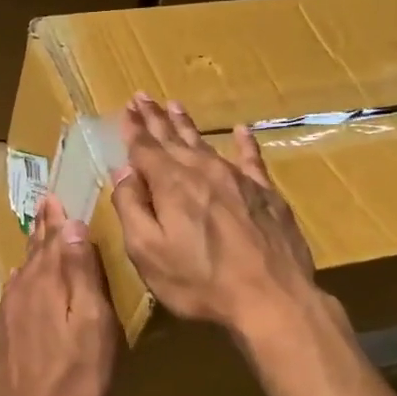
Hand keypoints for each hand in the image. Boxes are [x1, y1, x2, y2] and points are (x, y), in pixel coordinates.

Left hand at [0, 194, 119, 395]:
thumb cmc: (78, 372)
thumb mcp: (94, 320)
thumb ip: (82, 272)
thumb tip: (71, 225)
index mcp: (47, 281)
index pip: (52, 238)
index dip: (55, 217)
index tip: (54, 195)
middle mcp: (23, 289)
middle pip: (35, 251)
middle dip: (43, 228)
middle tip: (45, 205)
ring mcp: (10, 312)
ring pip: (23, 271)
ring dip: (33, 251)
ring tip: (39, 236)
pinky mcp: (6, 333)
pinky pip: (14, 293)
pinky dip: (22, 278)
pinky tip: (22, 281)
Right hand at [110, 95, 321, 337]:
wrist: (272, 298)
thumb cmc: (200, 281)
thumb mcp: (148, 252)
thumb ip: (132, 208)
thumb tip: (124, 172)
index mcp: (171, 184)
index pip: (145, 148)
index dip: (132, 129)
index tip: (125, 109)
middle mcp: (203, 172)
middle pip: (173, 138)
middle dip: (155, 118)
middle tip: (142, 97)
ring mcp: (238, 180)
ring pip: (206, 143)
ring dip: (187, 124)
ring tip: (174, 105)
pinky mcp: (266, 194)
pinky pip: (251, 159)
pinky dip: (245, 143)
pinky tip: (241, 130)